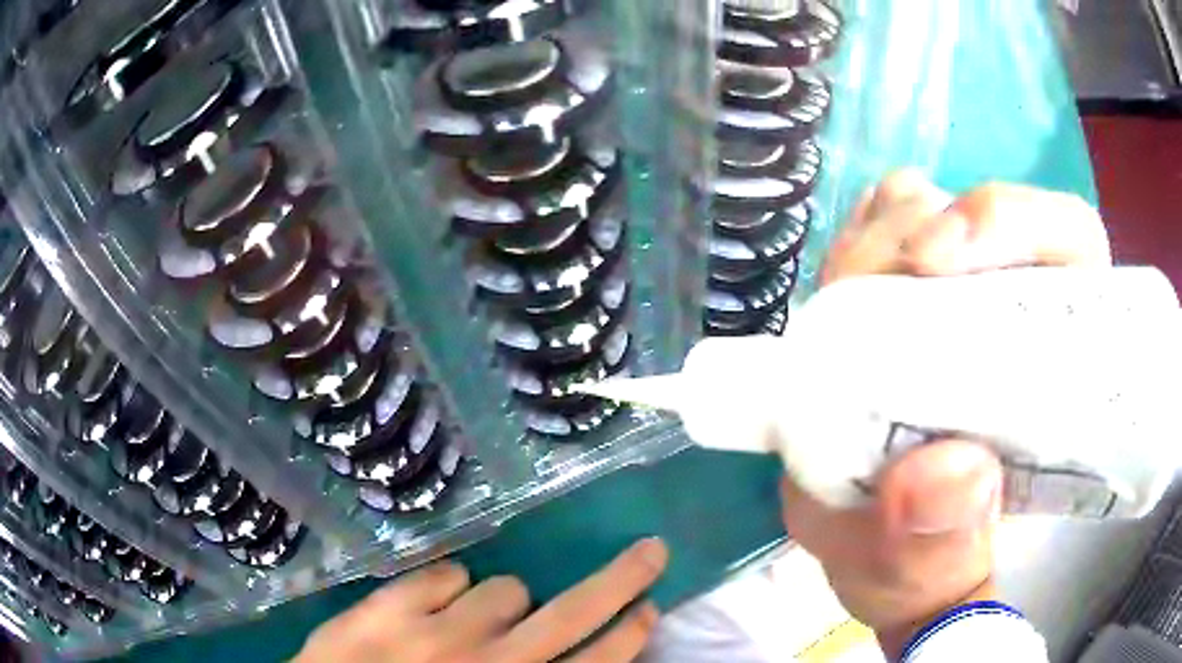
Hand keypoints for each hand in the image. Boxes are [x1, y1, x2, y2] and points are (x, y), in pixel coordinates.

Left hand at [294, 538, 667, 662]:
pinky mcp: (386, 609)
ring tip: (464, 628)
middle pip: (572, 614)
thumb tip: (571, 657)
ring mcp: (436, 635)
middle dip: (621, 581)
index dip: (628, 634)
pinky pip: (444, 573)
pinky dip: (444, 589)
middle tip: (651, 552)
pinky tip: (426, 613)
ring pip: (503, 588)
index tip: (650, 608)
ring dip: (495, 605)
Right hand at [786, 171, 1110, 656]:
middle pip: (974, 212)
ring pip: (915, 209)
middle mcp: (1013, 305)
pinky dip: (847, 252)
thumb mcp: (924, 578)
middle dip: (909, 238)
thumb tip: (955, 471)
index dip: (1012, 223)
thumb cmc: (925, 563)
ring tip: (841, 321)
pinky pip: (873, 229)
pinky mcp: (902, 290)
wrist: (881, 555)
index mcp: (1056, 359)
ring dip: (870, 247)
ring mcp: (955, 288)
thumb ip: (941, 549)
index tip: (937, 261)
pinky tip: (836, 310)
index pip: (1064, 240)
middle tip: (857, 304)